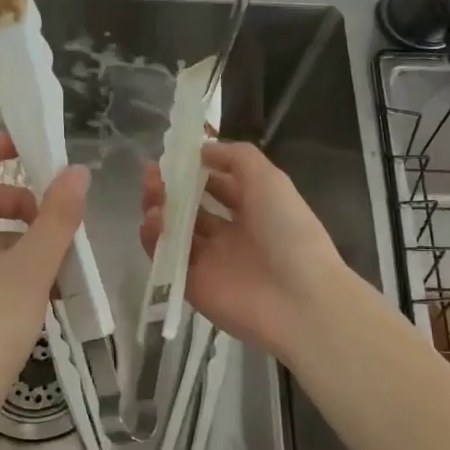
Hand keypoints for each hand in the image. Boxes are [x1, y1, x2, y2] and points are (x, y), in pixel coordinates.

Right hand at [140, 140, 351, 364]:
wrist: (298, 300)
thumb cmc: (287, 232)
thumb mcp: (269, 179)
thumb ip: (236, 157)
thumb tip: (201, 149)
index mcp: (252, 209)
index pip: (216, 185)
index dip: (194, 170)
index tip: (171, 156)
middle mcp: (229, 234)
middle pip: (189, 207)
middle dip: (169, 188)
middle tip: (151, 175)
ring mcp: (209, 260)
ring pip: (173, 231)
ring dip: (158, 209)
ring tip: (152, 195)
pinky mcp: (191, 284)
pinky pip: (165, 259)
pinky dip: (153, 239)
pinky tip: (152, 222)